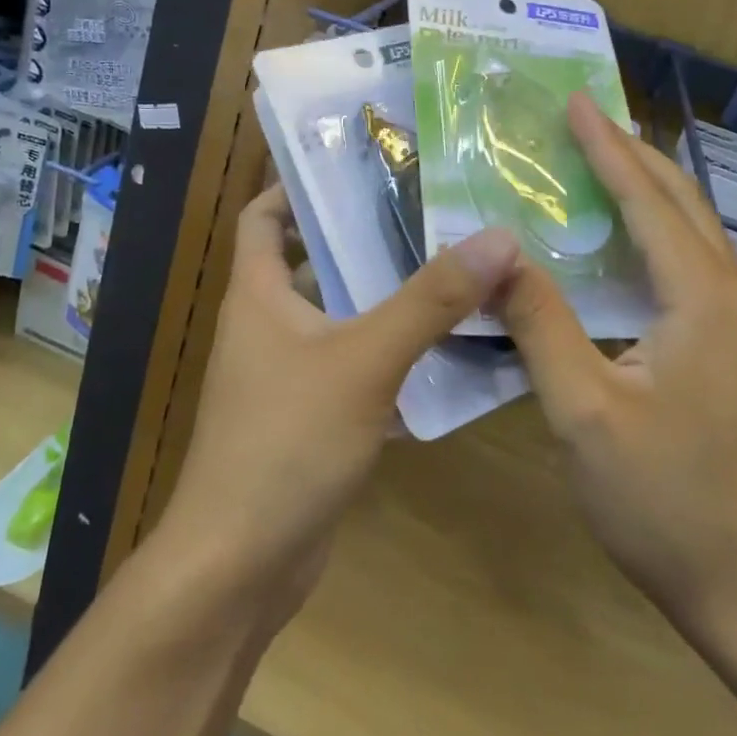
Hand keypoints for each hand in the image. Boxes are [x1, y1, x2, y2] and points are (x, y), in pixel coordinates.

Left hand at [161, 185, 519, 608]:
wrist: (239, 567)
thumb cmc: (286, 443)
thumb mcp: (365, 360)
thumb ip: (430, 301)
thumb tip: (497, 238)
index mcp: (259, 294)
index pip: (263, 215)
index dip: (298, 186)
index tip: (358, 168)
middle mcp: (267, 325)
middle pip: (314, 261)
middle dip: (366, 239)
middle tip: (432, 215)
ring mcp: (287, 374)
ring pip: (341, 317)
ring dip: (387, 298)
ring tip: (453, 270)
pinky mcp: (310, 417)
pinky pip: (355, 367)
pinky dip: (391, 354)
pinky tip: (447, 351)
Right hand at [499, 95, 736, 647]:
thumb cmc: (669, 501)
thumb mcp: (584, 410)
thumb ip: (539, 322)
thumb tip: (496, 252)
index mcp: (699, 295)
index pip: (646, 197)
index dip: (606, 146)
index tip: (575, 102)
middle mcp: (732, 294)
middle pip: (680, 201)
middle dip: (632, 154)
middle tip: (586, 119)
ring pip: (692, 233)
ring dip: (648, 191)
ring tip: (603, 164)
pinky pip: (694, 267)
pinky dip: (657, 235)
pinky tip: (628, 248)